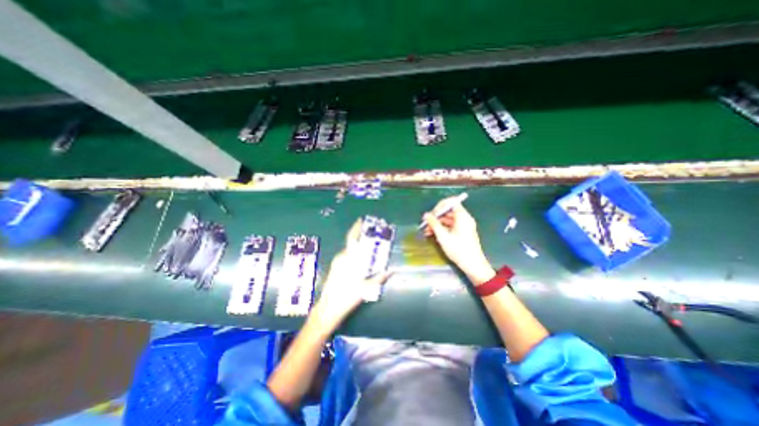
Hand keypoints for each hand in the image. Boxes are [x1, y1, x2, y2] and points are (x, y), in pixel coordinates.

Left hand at [313, 222, 390, 327]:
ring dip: (358, 248)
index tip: (361, 220)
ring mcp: (337, 263)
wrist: (328, 308)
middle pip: (352, 244)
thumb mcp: (366, 287)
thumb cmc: (347, 297)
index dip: (356, 228)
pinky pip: (346, 257)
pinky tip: (360, 260)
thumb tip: (392, 270)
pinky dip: (354, 255)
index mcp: (348, 259)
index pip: (352, 238)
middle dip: (360, 238)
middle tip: (371, 235)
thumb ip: (379, 278)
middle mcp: (341, 258)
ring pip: (349, 251)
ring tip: (368, 248)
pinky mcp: (335, 268)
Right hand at [424, 198, 495, 284]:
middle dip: (436, 216)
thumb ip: (434, 224)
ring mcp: (464, 226)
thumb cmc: (458, 249)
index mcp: (462, 217)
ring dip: (437, 223)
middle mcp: (464, 219)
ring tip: (427, 231)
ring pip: (448, 219)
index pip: (451, 202)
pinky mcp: (463, 232)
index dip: (440, 206)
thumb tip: (426, 215)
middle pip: (448, 211)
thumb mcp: (443, 236)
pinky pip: (451, 226)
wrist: (473, 265)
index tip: (432, 214)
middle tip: (426, 223)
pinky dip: (442, 228)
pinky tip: (433, 234)